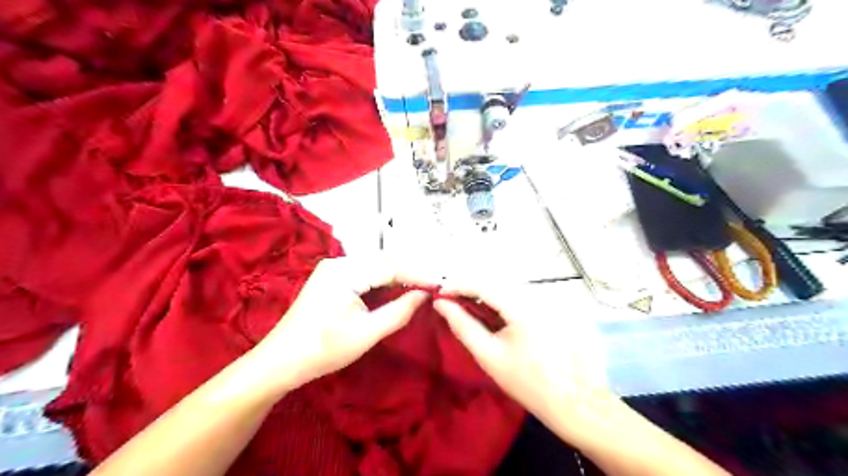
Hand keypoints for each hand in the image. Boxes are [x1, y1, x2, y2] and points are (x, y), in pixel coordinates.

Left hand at [247, 254, 431, 395]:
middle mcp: (339, 262)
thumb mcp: (365, 334)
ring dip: (399, 276)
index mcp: (344, 271)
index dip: (418, 274)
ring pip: (376, 266)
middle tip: (435, 286)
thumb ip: (398, 312)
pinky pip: (366, 273)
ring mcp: (334, 269)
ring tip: (422, 288)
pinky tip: (398, 290)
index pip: (390, 266)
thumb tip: (425, 294)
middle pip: (384, 261)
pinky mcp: (333, 278)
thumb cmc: (322, 350)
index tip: (441, 284)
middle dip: (411, 273)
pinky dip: (384, 281)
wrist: (279, 362)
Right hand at [433, 280, 612, 436]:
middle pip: (495, 282)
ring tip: (465, 306)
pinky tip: (489, 313)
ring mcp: (546, 300)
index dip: (458, 285)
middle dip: (469, 288)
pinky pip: (518, 296)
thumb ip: (463, 326)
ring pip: (506, 287)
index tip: (438, 293)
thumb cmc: (527, 382)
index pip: (483, 284)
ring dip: (483, 294)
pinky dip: (499, 301)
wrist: (572, 400)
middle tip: (449, 300)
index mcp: (523, 307)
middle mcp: (536, 296)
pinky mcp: (550, 306)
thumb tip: (441, 303)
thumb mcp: (489, 355)